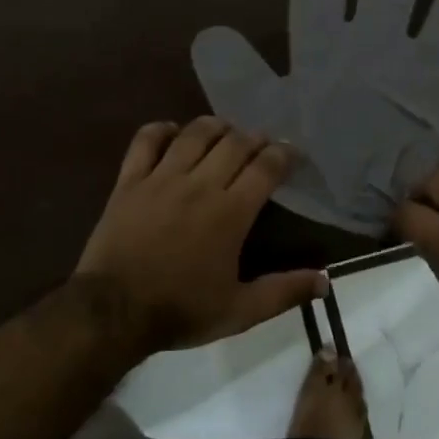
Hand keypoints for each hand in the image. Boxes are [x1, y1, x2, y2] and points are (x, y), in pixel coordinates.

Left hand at [76, 117, 323, 353]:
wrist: (113, 312)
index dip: (283, 154)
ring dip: (215, 127)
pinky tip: (173, 132)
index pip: (265, 167)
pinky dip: (162, 130)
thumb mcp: (240, 311)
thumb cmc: (180, 310)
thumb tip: (326, 280)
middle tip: (261, 144)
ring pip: (194, 134)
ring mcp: (161, 178)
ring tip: (225, 132)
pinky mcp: (129, 180)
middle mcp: (200, 185)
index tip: (291, 153)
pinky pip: (146, 140)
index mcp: (230, 212)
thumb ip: (284, 292)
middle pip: (234, 143)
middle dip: (254, 138)